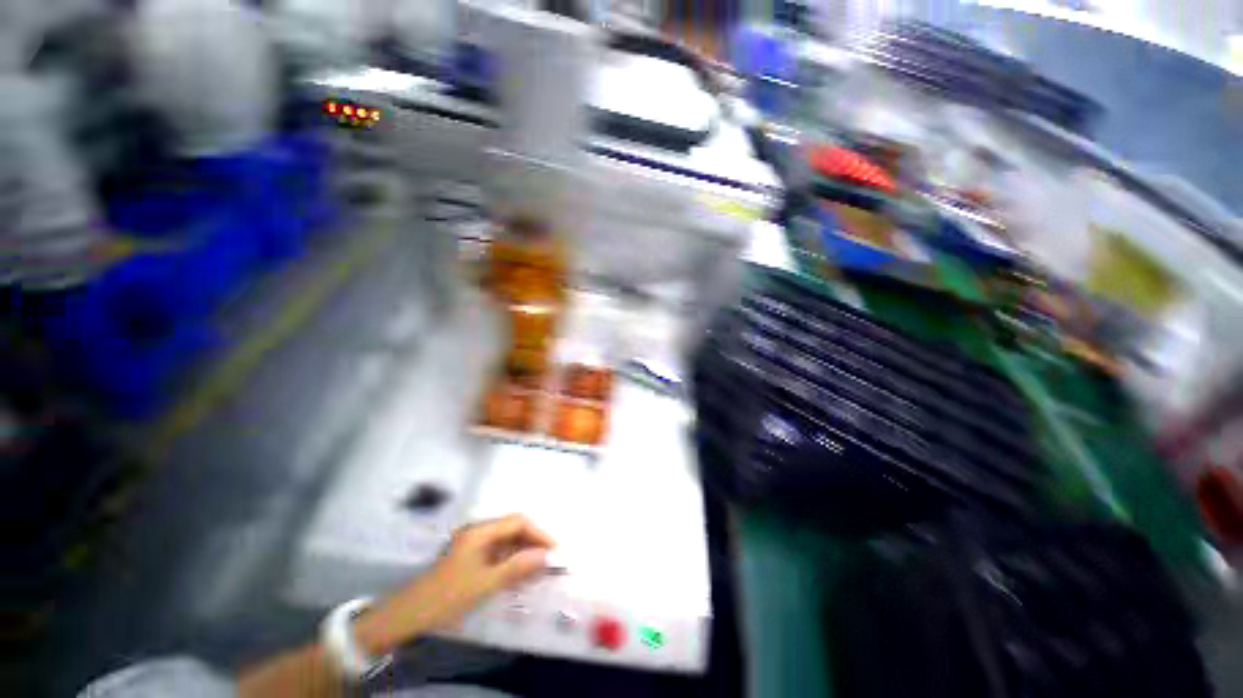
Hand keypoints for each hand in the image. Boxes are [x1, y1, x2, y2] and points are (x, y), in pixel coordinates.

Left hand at [352, 515, 553, 654]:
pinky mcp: (470, 558)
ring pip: (507, 542)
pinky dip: (511, 562)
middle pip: (513, 529)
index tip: (555, 550)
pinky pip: (498, 554)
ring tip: (540, 570)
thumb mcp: (484, 583)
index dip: (539, 533)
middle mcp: (479, 532)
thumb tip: (546, 556)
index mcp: (481, 531)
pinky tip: (520, 575)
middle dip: (533, 542)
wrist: (406, 616)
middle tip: (551, 561)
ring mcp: (473, 545)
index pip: (518, 522)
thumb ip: (517, 567)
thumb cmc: (446, 596)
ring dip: (524, 553)